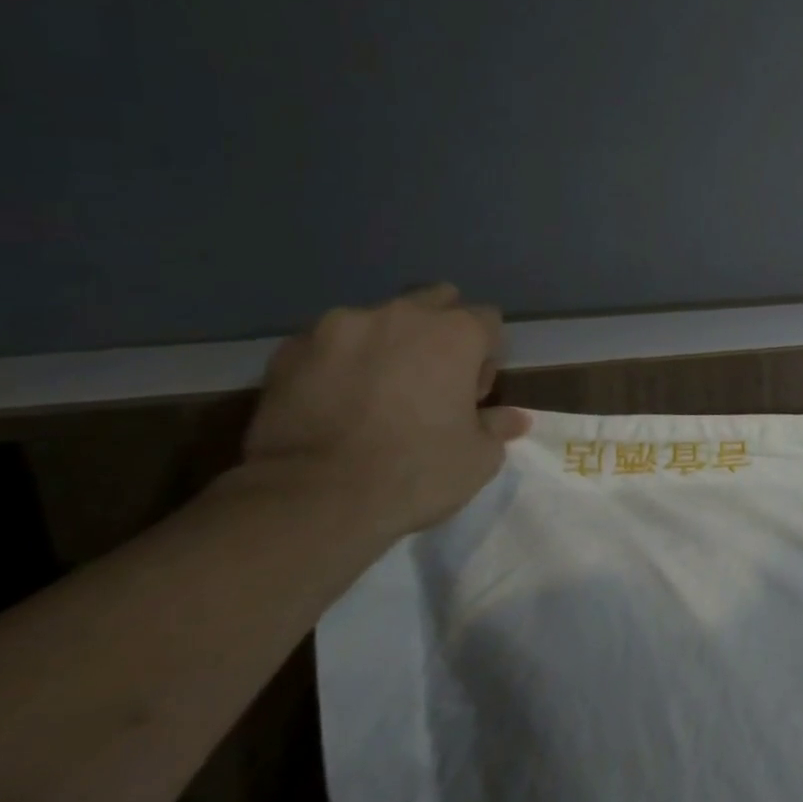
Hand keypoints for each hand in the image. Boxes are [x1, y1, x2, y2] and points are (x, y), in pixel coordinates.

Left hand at [244, 284, 529, 539]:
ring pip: (377, 321)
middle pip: (434, 301)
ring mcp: (339, 328)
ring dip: (385, 345)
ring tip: (374, 391)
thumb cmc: (415, 471)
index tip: (472, 394)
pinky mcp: (288, 351)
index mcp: (457, 332)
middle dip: (438, 332)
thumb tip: (514, 418)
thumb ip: (497, 425)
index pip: (488, 321)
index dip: (486, 357)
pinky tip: (334, 400)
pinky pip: (328, 345)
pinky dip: (338, 362)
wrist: (308, 500)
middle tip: (430, 381)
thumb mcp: (479, 457)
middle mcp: (402, 315)